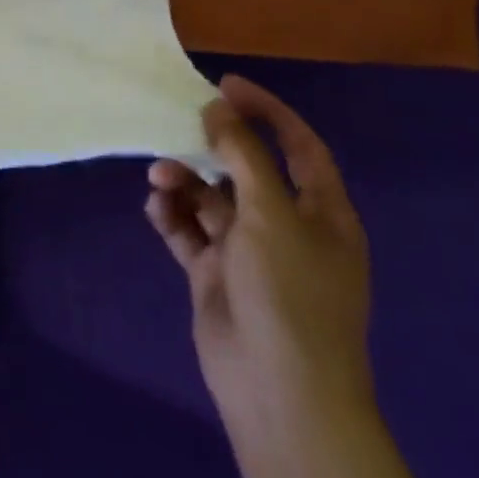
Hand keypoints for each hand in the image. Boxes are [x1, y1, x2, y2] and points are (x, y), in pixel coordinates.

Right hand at [146, 76, 372, 428]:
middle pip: (246, 168)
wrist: (279, 392)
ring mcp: (250, 252)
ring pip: (211, 197)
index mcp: (322, 213)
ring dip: (184, 181)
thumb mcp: (270, 213)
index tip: (225, 84)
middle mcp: (287, 227)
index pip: (300, 146)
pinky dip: (172, 215)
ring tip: (160, 178)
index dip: (268, 111)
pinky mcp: (216, 273)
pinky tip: (157, 209)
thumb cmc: (289, 293)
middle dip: (210, 147)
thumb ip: (242, 154)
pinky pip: (189, 230)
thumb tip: (218, 108)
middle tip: (177, 126)